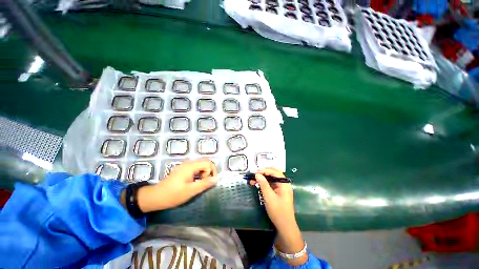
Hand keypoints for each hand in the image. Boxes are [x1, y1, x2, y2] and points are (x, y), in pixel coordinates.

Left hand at [136, 159, 217, 212]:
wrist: (155, 197)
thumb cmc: (173, 195)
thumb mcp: (190, 191)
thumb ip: (204, 184)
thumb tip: (216, 179)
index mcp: (190, 166)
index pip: (208, 163)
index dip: (212, 171)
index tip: (210, 182)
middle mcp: (188, 163)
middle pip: (205, 163)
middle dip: (209, 172)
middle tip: (205, 183)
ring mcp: (185, 166)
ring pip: (201, 165)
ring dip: (204, 173)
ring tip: (200, 184)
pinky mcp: (183, 170)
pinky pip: (195, 168)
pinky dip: (199, 174)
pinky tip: (195, 182)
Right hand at [249, 168, 306, 265]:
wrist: (285, 226)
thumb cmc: (278, 211)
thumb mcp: (269, 197)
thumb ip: (263, 184)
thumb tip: (257, 174)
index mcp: (284, 184)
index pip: (275, 172)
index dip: (265, 170)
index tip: (255, 172)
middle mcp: (284, 184)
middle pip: (274, 174)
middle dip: (264, 173)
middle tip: (255, 174)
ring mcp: (281, 188)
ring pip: (271, 179)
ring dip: (263, 178)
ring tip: (253, 179)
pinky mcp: (278, 193)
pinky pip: (271, 184)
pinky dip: (264, 183)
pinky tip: (257, 184)